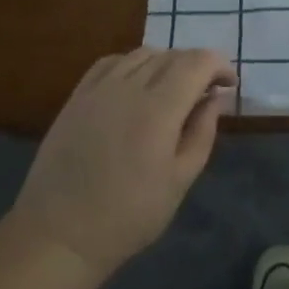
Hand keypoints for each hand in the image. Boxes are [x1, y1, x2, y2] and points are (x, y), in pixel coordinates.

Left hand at [9, 47, 235, 277]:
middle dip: (197, 66)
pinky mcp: (77, 97)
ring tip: (173, 89)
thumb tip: (215, 99)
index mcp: (159, 109)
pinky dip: (133, 64)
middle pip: (172, 55)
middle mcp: (128, 87)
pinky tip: (137, 85)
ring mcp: (98, 89)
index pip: (197, 62)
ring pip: (142, 54)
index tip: (229, 86)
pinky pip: (111, 63)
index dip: (219, 66)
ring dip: (167, 63)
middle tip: (206, 93)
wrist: (59, 234)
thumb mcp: (179, 181)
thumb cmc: (128, 216)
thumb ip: (202, 133)